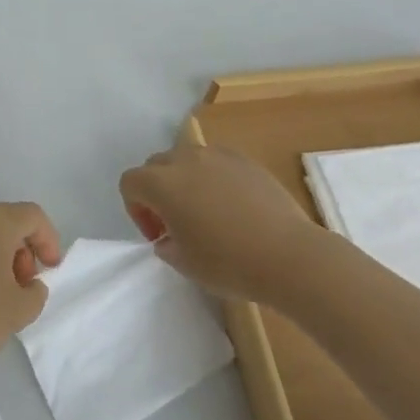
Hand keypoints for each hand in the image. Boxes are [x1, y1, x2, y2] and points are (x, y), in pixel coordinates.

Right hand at [119, 144, 318, 300]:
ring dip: (185, 181)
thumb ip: (166, 245)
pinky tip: (233, 207)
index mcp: (162, 183)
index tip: (158, 235)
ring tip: (206, 212)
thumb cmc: (229, 263)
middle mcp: (185, 159)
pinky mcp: (245, 160)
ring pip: (187, 159)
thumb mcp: (185, 264)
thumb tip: (169, 237)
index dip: (136, 210)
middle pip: (155, 165)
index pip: (130, 182)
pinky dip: (214, 178)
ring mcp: (217, 155)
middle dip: (157, 191)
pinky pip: (216, 162)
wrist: (289, 255)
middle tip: (176, 224)